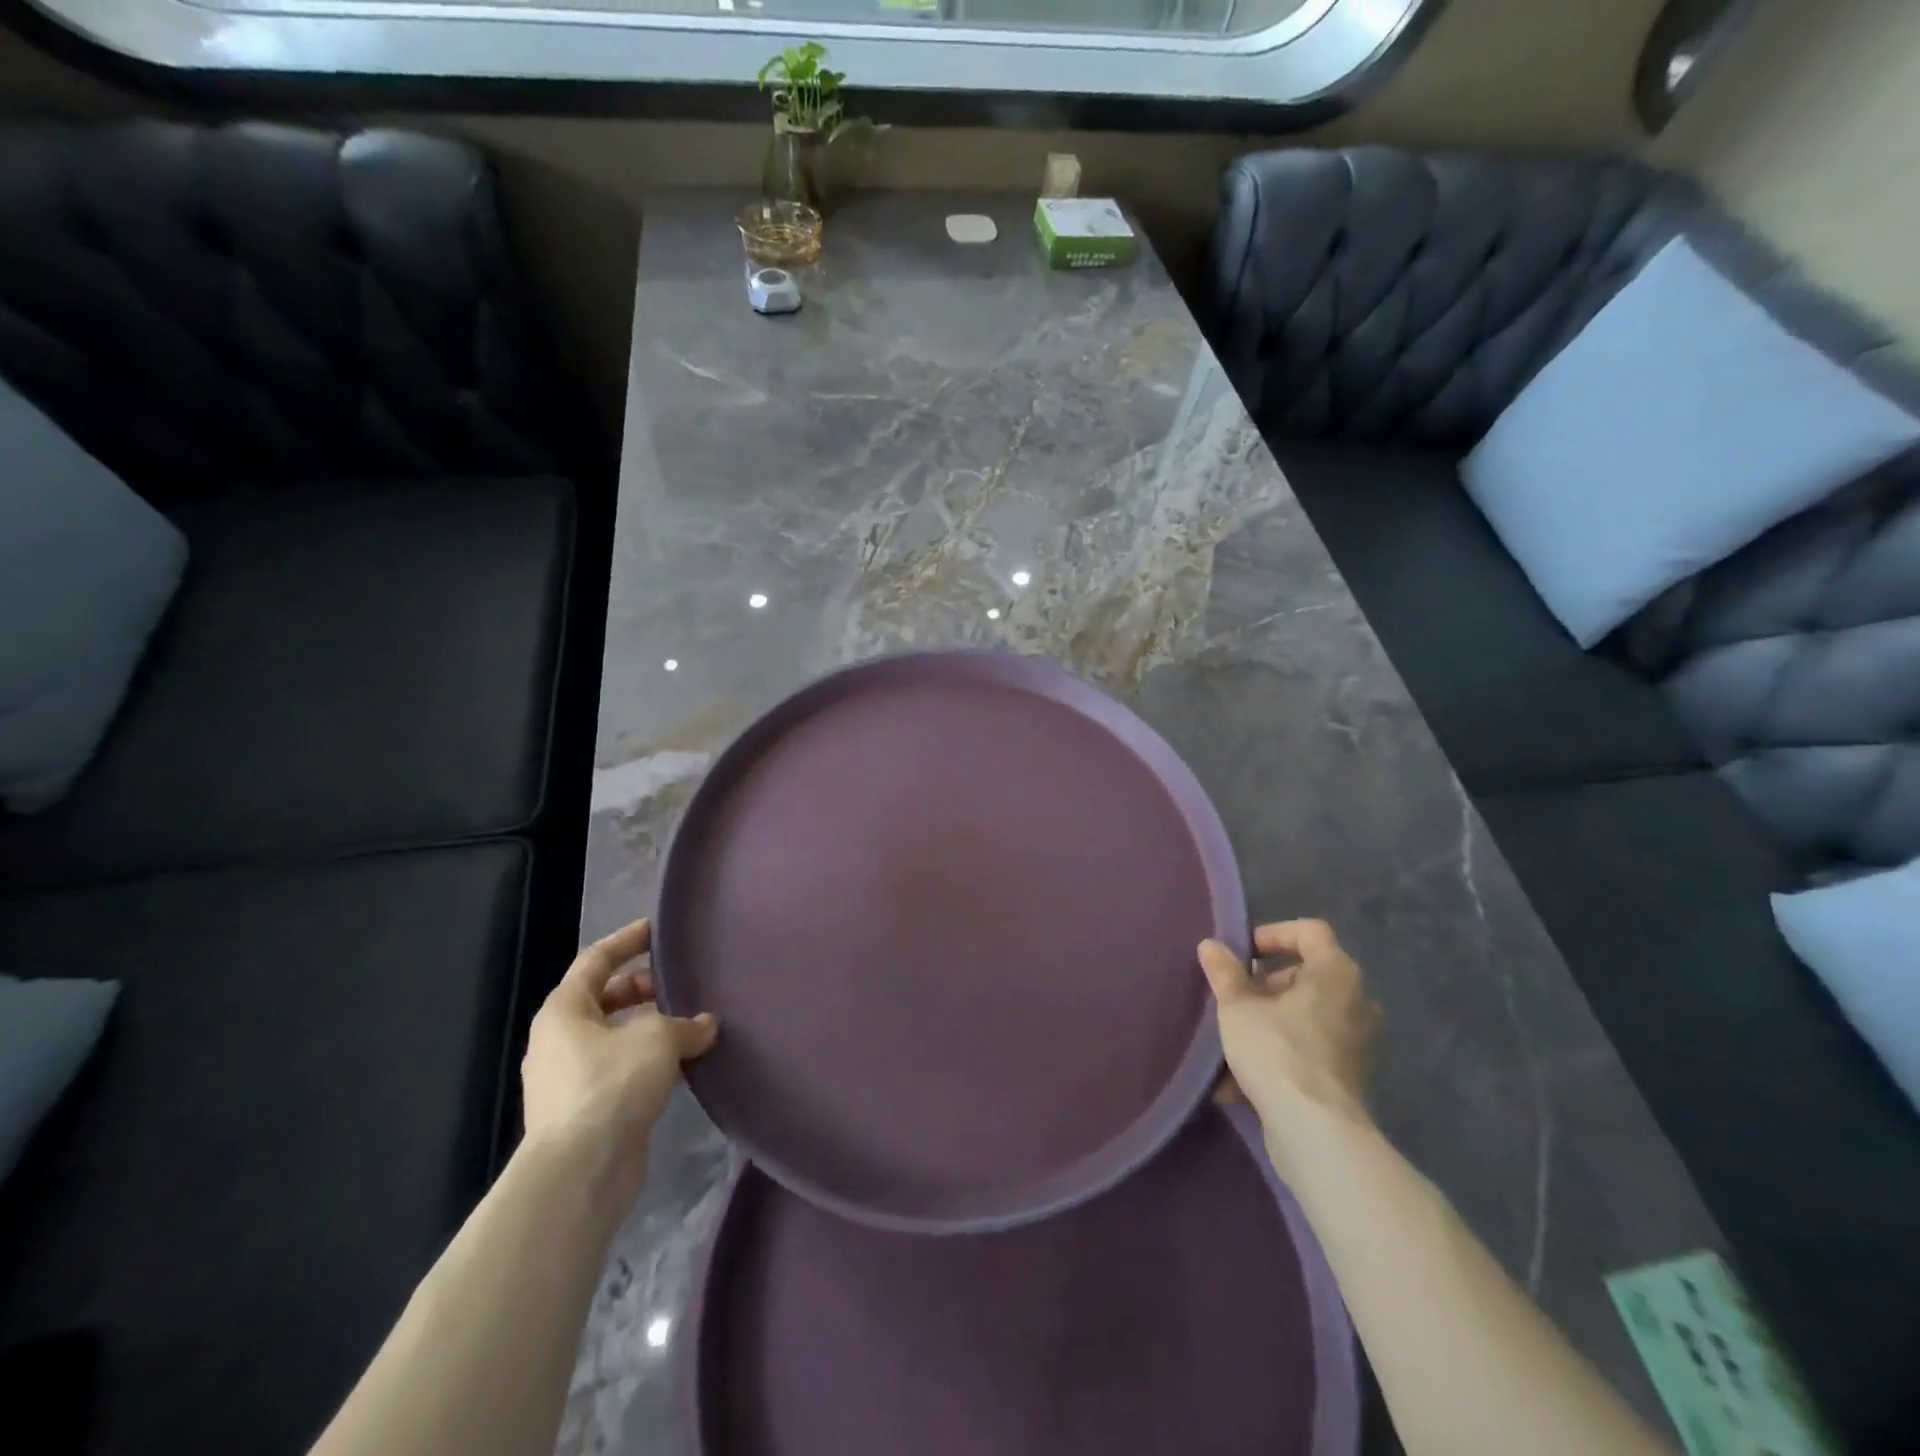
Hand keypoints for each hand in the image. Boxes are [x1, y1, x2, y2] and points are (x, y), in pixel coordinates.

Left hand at [521, 919, 716, 1187]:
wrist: (581, 1171)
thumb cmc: (612, 1085)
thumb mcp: (658, 1039)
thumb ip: (686, 1024)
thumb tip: (705, 1025)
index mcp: (565, 1010)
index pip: (596, 960)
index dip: (628, 940)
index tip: (658, 929)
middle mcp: (560, 1040)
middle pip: (605, 998)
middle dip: (643, 988)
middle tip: (679, 984)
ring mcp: (570, 1079)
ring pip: (616, 1037)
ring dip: (651, 1027)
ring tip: (691, 1024)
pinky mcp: (588, 1111)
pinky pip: (622, 1070)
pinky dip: (651, 1061)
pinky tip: (684, 1064)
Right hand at [1198, 920, 1379, 1151]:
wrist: (1316, 1133)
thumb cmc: (1277, 1052)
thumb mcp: (1237, 1007)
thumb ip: (1224, 972)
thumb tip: (1211, 945)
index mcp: (1336, 973)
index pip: (1309, 931)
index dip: (1273, 934)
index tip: (1243, 953)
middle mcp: (1357, 1000)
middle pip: (1307, 975)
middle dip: (1264, 984)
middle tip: (1234, 999)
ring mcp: (1358, 1041)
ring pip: (1306, 1015)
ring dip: (1269, 1021)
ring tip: (1232, 1040)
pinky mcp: (1351, 1075)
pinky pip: (1311, 1048)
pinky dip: (1282, 1052)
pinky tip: (1241, 1080)